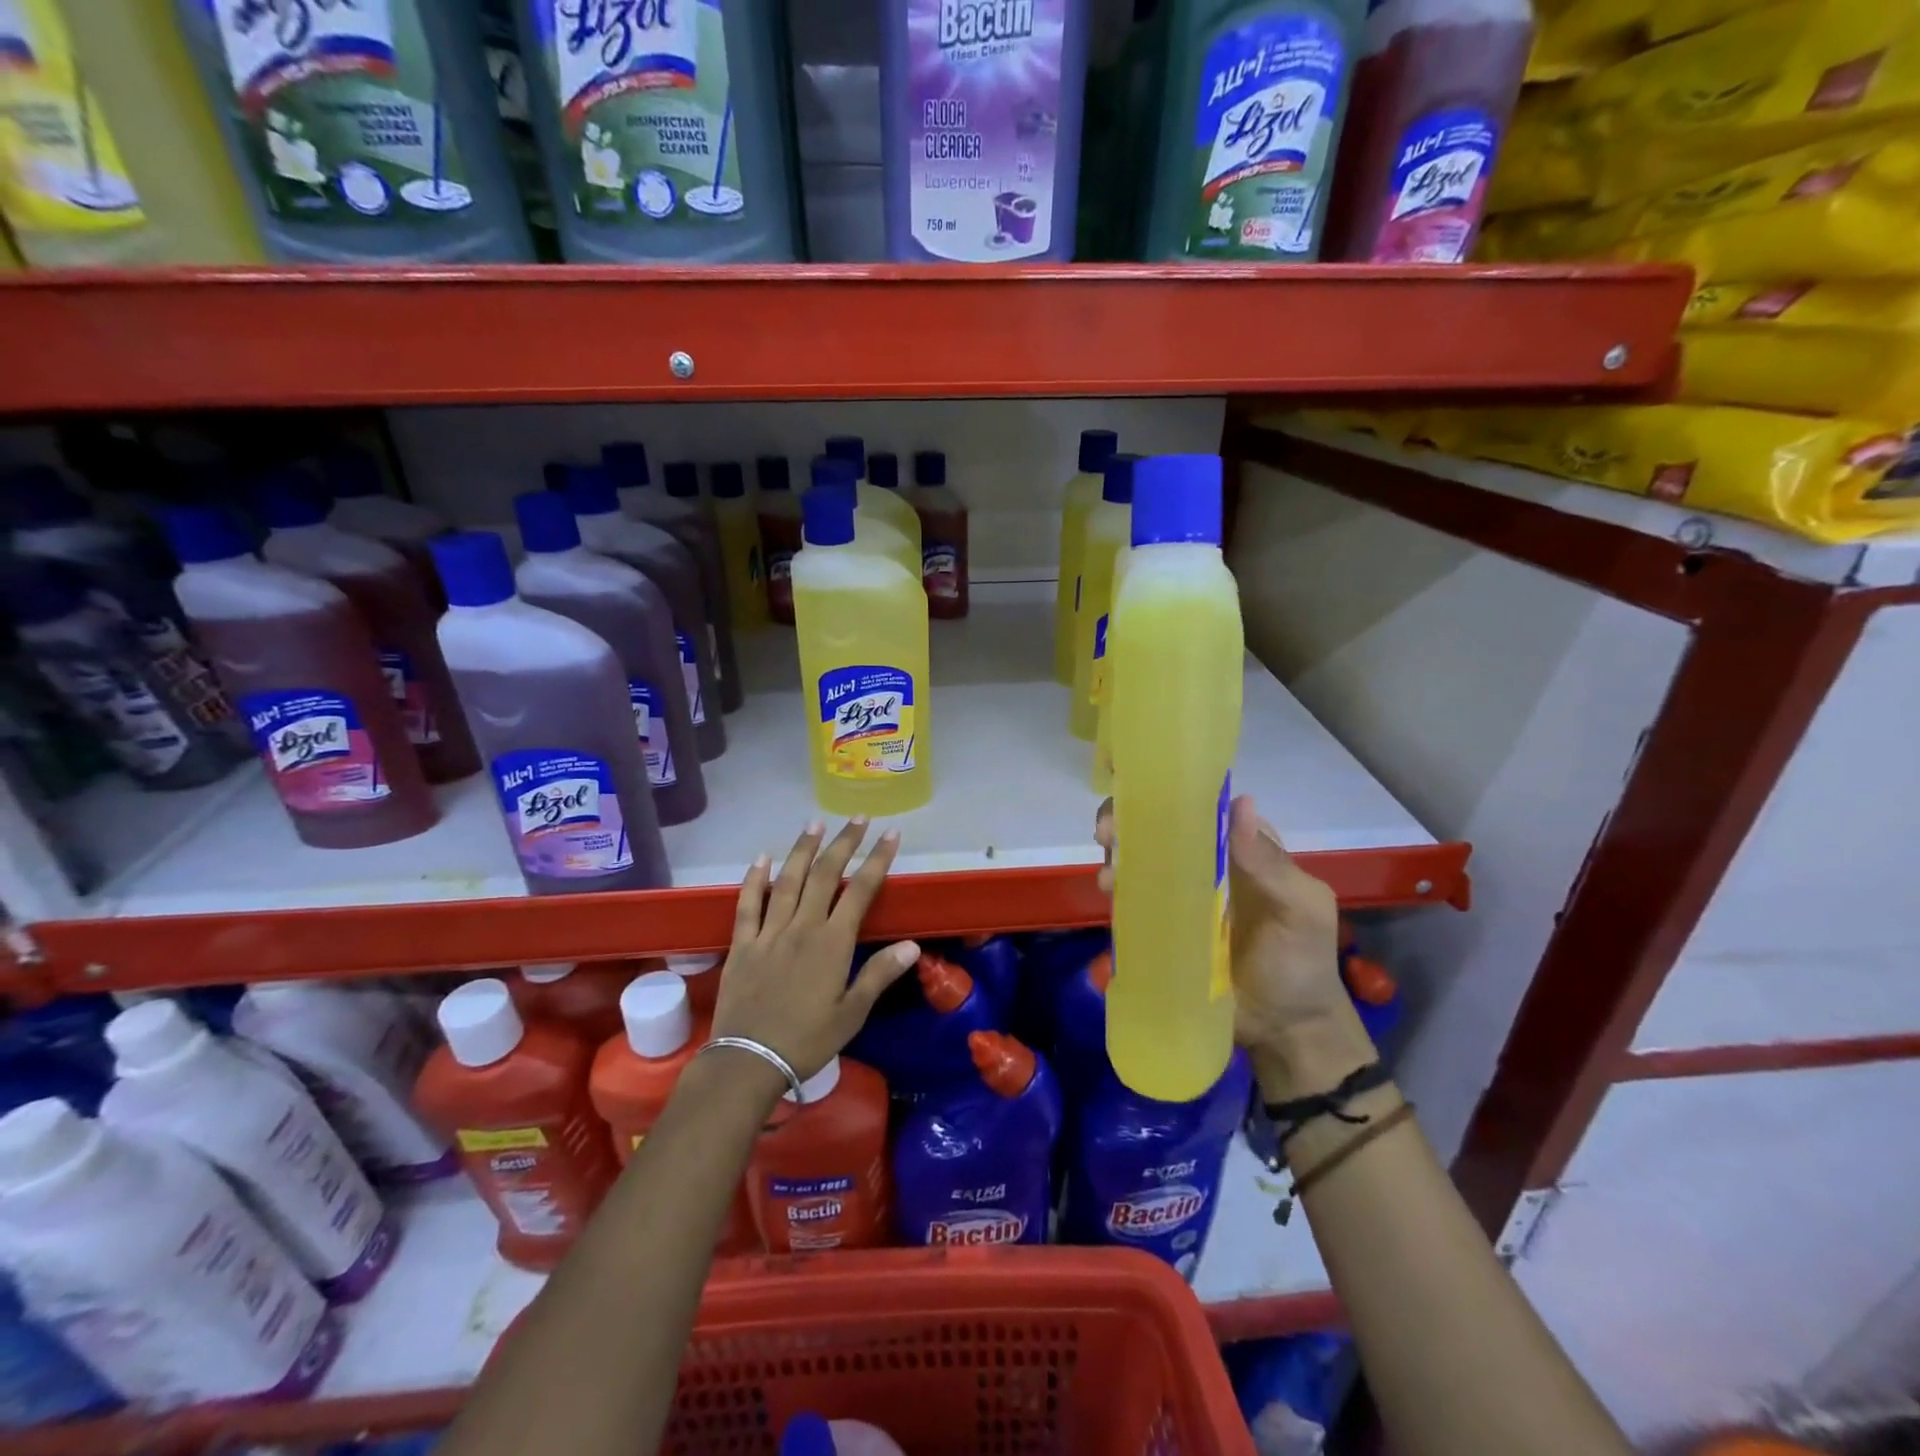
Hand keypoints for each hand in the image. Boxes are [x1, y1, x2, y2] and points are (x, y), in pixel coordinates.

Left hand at [712, 818, 918, 1089]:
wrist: (749, 1061)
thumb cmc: (807, 1040)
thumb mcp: (852, 1013)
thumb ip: (879, 975)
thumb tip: (912, 945)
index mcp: (832, 943)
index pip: (860, 890)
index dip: (877, 859)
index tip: (891, 835)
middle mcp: (802, 927)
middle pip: (824, 874)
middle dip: (844, 843)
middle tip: (858, 818)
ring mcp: (769, 932)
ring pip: (788, 880)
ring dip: (803, 849)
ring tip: (815, 823)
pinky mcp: (742, 943)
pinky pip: (747, 904)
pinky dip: (754, 879)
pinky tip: (762, 858)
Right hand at [1096, 794, 1372, 1102]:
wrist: (1284, 1030)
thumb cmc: (1300, 961)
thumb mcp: (1300, 909)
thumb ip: (1271, 863)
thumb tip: (1241, 802)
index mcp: (1240, 849)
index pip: (1202, 808)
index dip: (1170, 795)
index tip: (1141, 794)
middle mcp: (1205, 864)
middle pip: (1160, 830)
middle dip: (1128, 822)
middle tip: (1109, 833)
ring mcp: (1179, 896)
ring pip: (1140, 861)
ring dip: (1117, 855)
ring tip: (1109, 872)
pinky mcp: (1160, 927)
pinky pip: (1133, 900)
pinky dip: (1116, 889)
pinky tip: (1108, 892)